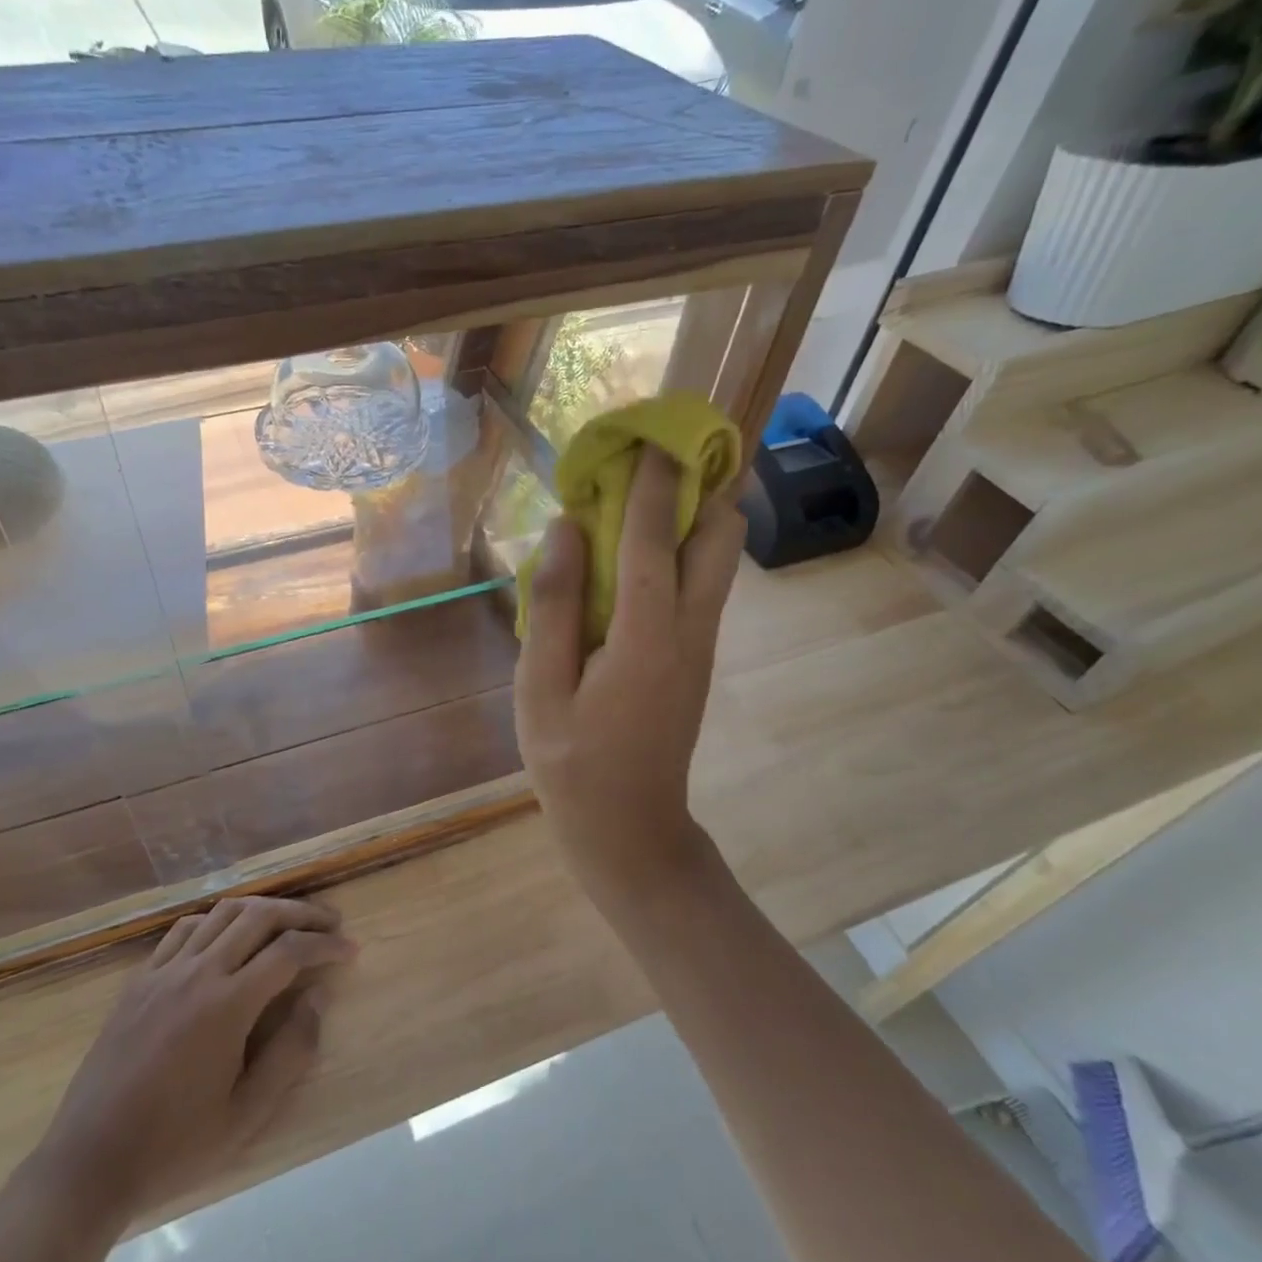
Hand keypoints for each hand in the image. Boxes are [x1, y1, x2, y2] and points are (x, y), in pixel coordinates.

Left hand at [34, 896, 355, 1219]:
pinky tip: (228, 934)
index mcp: (227, 1005)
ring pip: (222, 912)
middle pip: (259, 916)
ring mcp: (165, 970)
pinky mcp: (140, 978)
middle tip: (329, 923)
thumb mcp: (245, 1115)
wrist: (89, 1162)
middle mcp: (198, 972)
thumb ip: (291, 1052)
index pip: (289, 951)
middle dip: (301, 913)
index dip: (325, 944)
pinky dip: (217, 919)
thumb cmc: (174, 1146)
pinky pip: (185, 928)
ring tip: (287, 920)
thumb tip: (318, 995)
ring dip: (262, 908)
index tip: (350, 950)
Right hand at [513, 449, 743, 896]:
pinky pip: (702, 583)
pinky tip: (640, 548)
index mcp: (647, 637)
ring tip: (647, 490)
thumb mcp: (540, 688)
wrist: (630, 829)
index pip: (657, 540)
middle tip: (656, 459)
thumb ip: (554, 605)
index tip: (651, 433)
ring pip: (720, 558)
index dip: (654, 483)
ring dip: (696, 513)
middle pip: (722, 537)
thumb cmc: (572, 762)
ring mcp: (703, 644)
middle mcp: (691, 631)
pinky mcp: (698, 656)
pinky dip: (683, 548)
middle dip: (702, 486)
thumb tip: (568, 530)